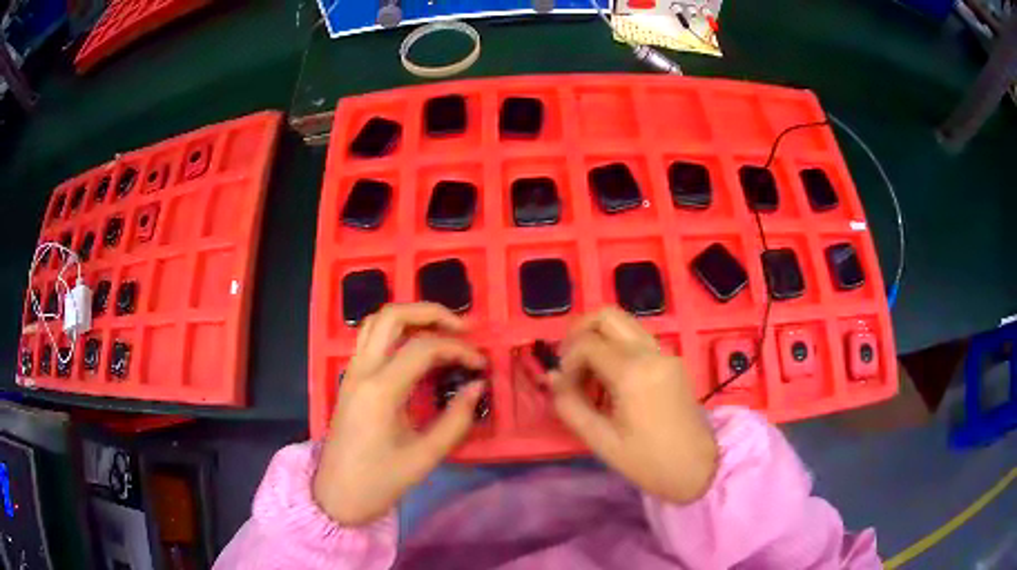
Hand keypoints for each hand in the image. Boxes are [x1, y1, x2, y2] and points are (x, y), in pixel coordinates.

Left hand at [313, 303, 487, 525]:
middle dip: (431, 312)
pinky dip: (396, 332)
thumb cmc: (379, 481)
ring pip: (377, 321)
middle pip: (393, 316)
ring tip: (442, 332)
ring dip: (411, 317)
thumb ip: (456, 420)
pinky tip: (417, 350)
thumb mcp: (424, 457)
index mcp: (380, 390)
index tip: (481, 365)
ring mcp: (352, 372)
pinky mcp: (350, 379)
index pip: (423, 348)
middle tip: (463, 328)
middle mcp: (362, 371)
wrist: (336, 495)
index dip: (458, 349)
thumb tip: (477, 386)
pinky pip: (370, 339)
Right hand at [548, 307, 718, 503]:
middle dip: (580, 332)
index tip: (564, 387)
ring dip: (599, 338)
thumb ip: (570, 406)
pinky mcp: (672, 360)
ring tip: (588, 374)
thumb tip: (551, 378)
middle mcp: (651, 352)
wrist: (696, 468)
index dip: (567, 360)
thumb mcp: (601, 441)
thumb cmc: (647, 461)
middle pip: (607, 315)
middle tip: (569, 363)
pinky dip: (616, 347)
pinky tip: (610, 379)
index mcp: (633, 373)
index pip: (587, 343)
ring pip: (623, 323)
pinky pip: (637, 338)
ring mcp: (665, 353)